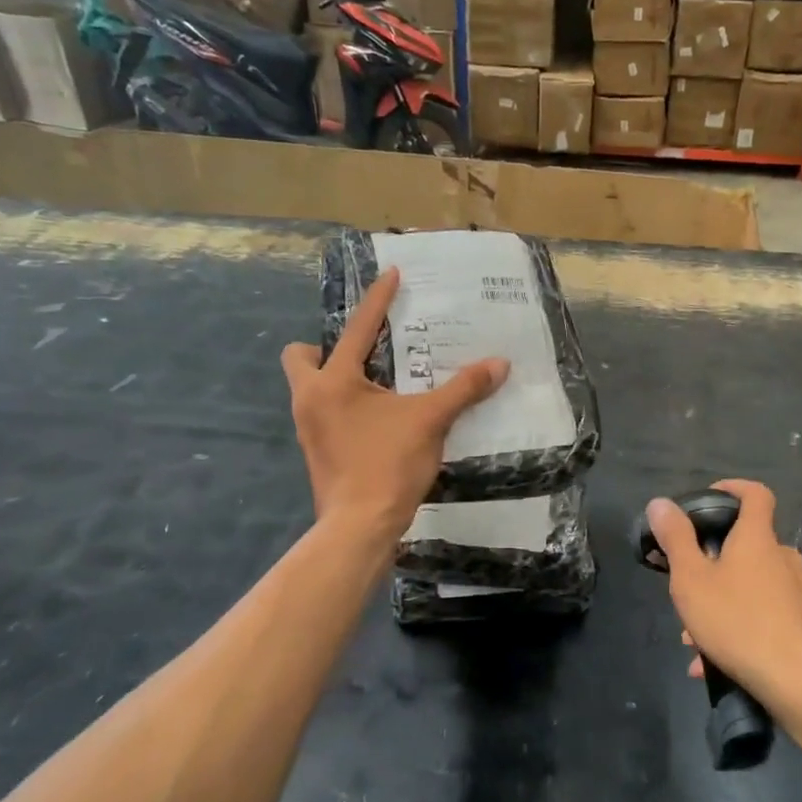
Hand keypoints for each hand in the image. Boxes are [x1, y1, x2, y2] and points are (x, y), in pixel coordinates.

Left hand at [282, 267, 508, 533]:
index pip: (359, 328)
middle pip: (301, 357)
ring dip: (339, 379)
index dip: (378, 299)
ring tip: (379, 385)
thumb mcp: (431, 421)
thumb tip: (499, 364)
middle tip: (365, 355)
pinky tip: (378, 420)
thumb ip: (464, 389)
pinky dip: (345, 408)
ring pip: (311, 388)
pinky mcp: (316, 452)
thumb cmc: (388, 465)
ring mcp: (308, 428)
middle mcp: (310, 398)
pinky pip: (324, 413)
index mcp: (334, 381)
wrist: (359, 527)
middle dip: (325, 348)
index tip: (391, 274)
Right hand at [646, 480, 801, 713]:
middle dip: (712, 560)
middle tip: (686, 582)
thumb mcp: (691, 579)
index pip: (755, 494)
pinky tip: (708, 661)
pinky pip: (760, 614)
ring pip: (749, 584)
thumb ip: (675, 539)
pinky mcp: (800, 623)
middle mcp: (782, 558)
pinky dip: (734, 627)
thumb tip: (661, 503)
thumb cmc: (737, 621)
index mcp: (757, 538)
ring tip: (690, 635)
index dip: (733, 488)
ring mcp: (795, 591)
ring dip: (719, 600)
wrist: (796, 681)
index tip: (709, 498)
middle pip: (747, 544)